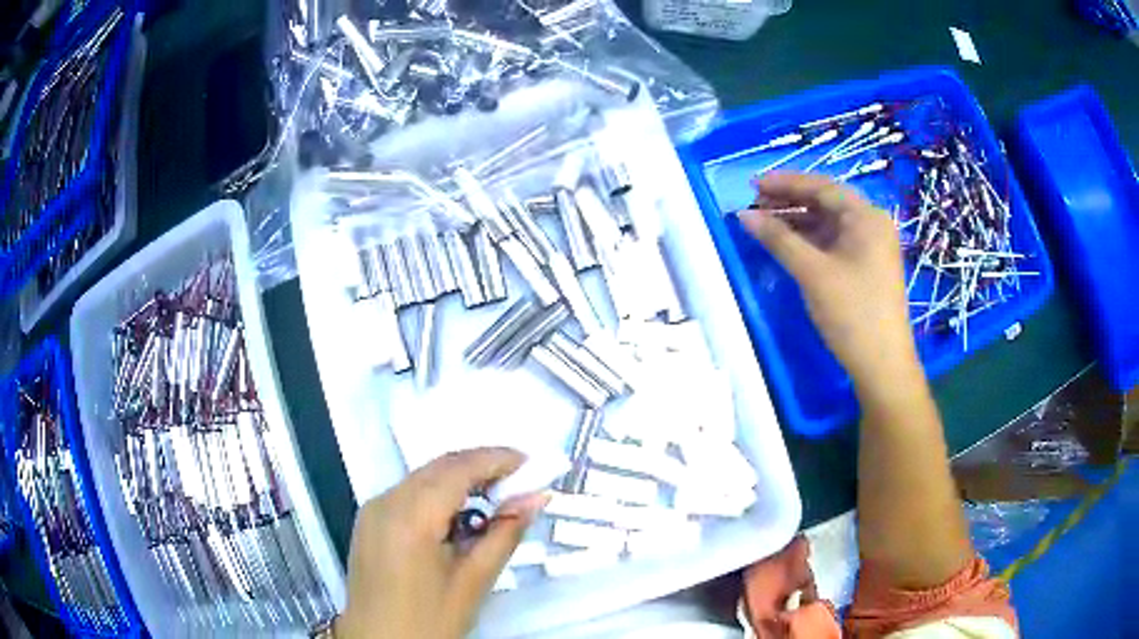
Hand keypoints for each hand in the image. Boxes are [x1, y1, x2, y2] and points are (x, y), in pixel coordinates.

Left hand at [335, 448, 547, 638]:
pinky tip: (457, 517)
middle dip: (480, 466)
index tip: (531, 464)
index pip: (458, 469)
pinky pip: (407, 493)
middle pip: (438, 467)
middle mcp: (385, 502)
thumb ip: (504, 534)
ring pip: (422, 477)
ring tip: (495, 499)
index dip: (497, 459)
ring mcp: (372, 510)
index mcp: (410, 517)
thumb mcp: (473, 582)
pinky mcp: (367, 521)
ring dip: (459, 480)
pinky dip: (437, 494)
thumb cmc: (429, 621)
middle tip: (519, 482)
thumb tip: (535, 498)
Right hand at [739, 173, 915, 384]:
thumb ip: (779, 239)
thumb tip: (744, 215)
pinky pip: (833, 242)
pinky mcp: (865, 267)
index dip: (785, 183)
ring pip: (828, 223)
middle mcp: (871, 224)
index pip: (822, 187)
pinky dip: (809, 240)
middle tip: (754, 205)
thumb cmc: (852, 313)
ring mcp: (870, 247)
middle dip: (790, 201)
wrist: (882, 365)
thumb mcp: (813, 273)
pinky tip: (787, 244)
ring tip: (764, 223)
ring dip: (797, 221)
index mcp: (866, 217)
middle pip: (825, 202)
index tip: (752, 184)